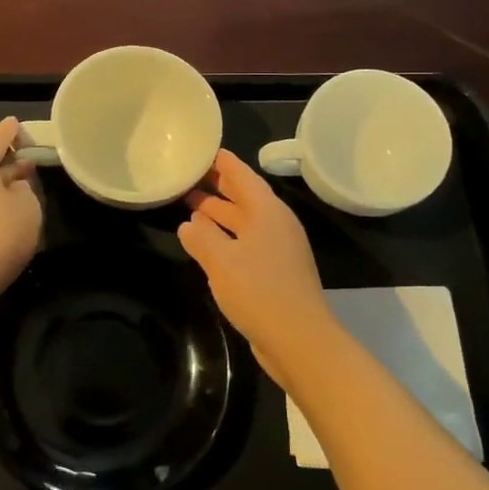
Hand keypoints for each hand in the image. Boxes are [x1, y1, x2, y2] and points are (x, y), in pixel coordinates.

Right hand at [178, 150, 337, 382]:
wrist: (299, 340)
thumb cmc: (260, 291)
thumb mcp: (222, 261)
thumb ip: (201, 238)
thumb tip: (188, 224)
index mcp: (267, 212)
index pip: (243, 176)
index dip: (223, 162)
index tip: (204, 149)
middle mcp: (275, 225)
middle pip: (244, 197)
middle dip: (217, 186)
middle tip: (189, 175)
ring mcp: (278, 250)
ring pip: (244, 222)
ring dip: (219, 213)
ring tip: (189, 206)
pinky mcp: (275, 273)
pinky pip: (246, 243)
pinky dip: (226, 237)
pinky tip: (206, 243)